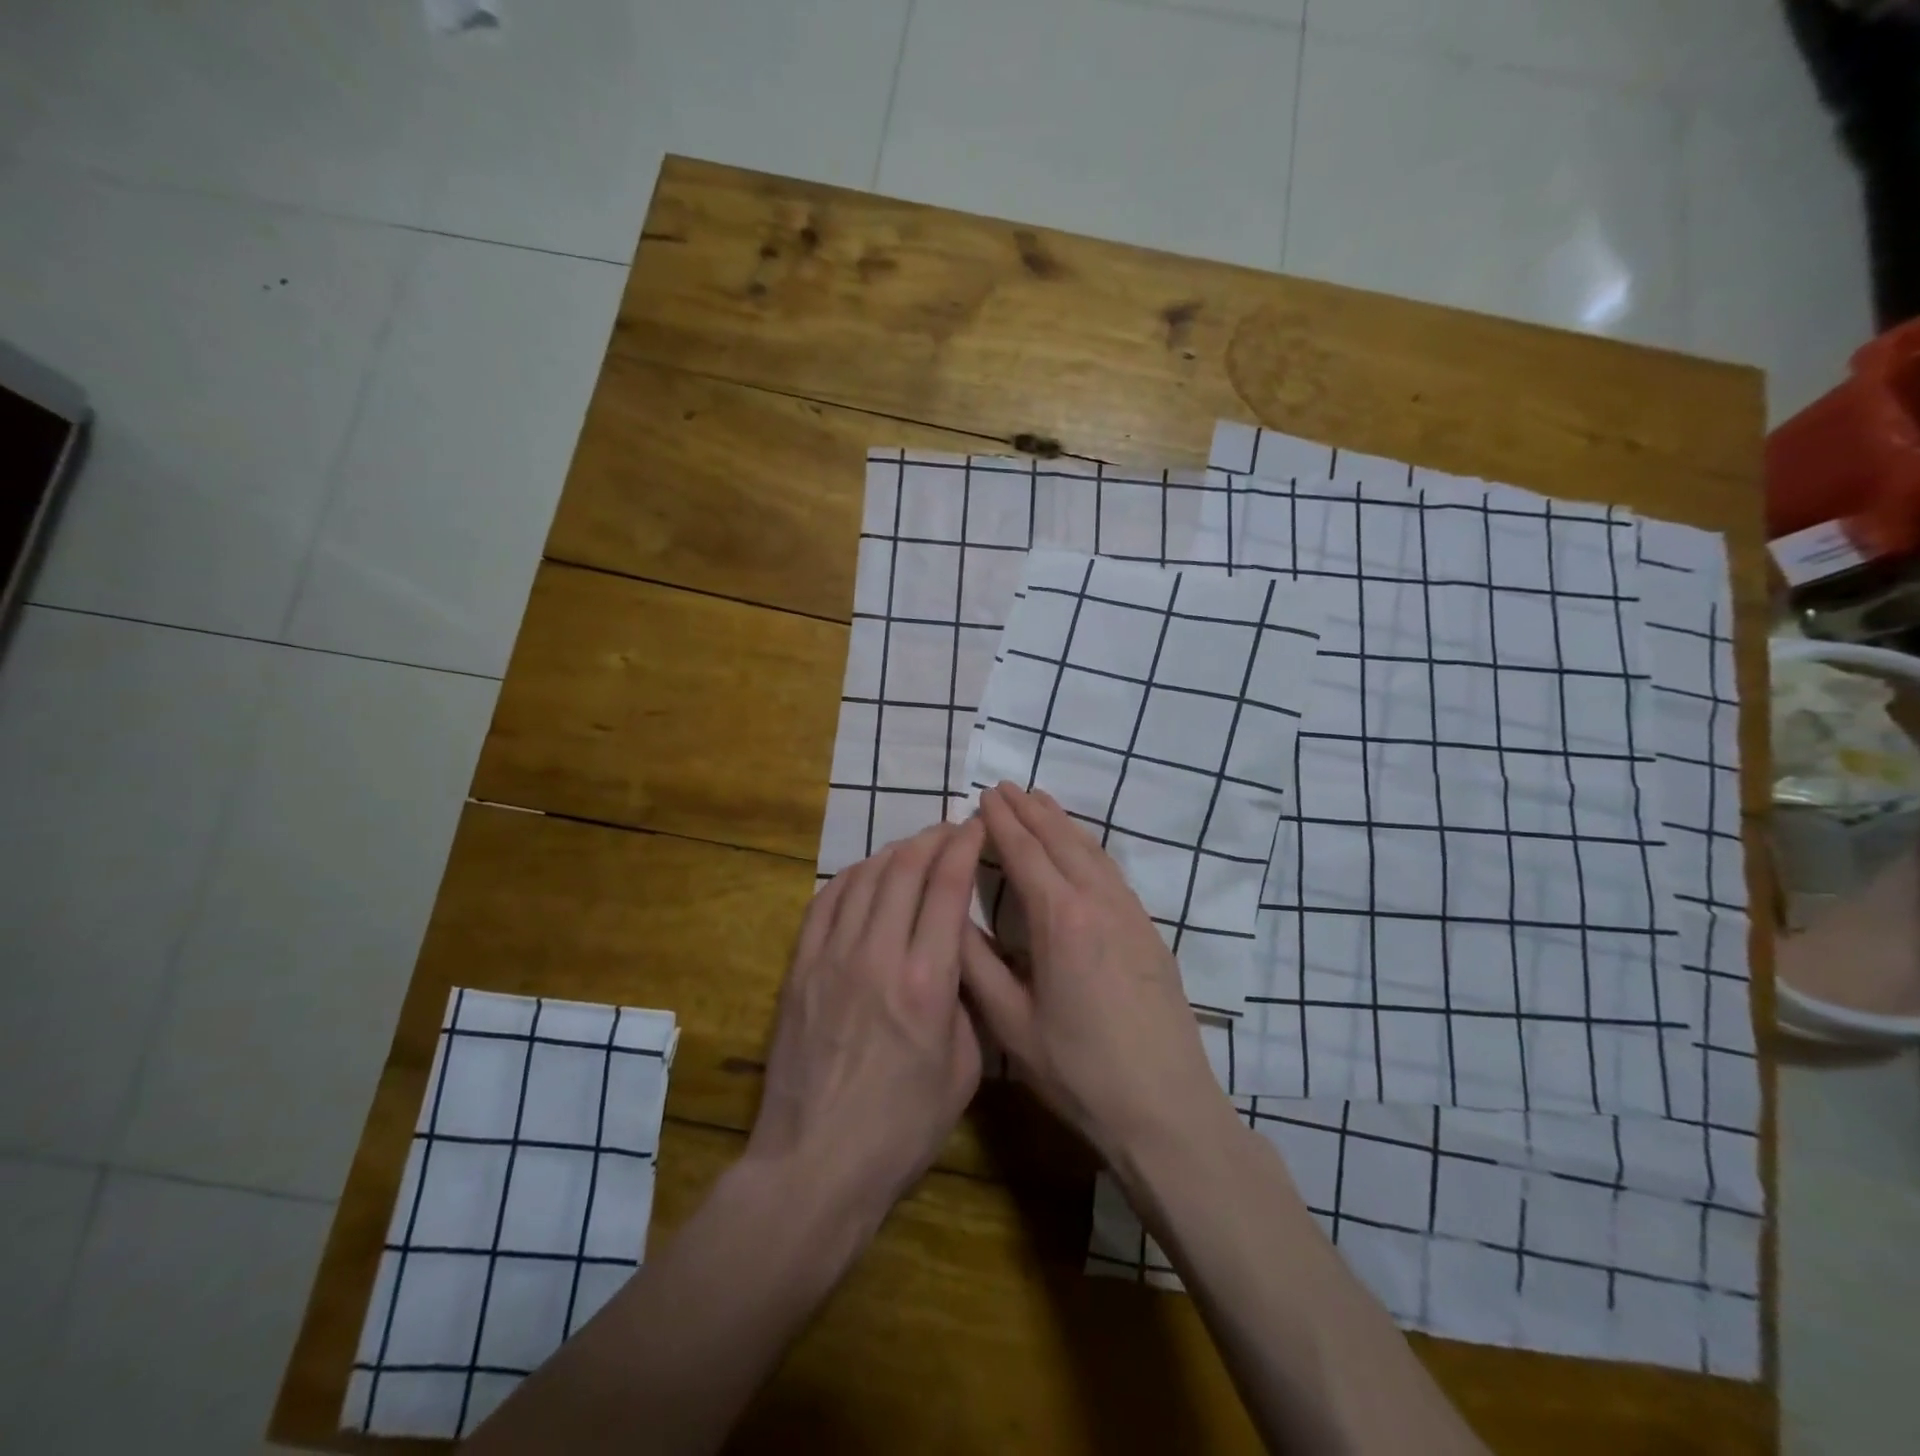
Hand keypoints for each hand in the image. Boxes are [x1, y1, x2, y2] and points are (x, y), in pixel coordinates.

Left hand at [745, 819, 985, 1230]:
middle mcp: (878, 955)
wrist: (815, 1165)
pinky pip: (825, 902)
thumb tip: (956, 960)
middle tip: (949, 831)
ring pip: (864, 877)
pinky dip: (850, 877)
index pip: (947, 887)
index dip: (964, 846)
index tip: (976, 827)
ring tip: (913, 850)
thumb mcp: (964, 1072)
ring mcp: (831, 958)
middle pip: (905, 869)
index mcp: (927, 982)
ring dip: (893, 852)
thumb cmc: (901, 1129)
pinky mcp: (799, 969)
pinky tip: (865, 875)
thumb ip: (965, 1004)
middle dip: (932, 839)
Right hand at [960, 783, 1227, 1167]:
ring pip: (1091, 851)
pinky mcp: (1149, 931)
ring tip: (1040, 801)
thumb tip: (947, 916)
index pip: (1024, 852)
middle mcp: (1098, 902)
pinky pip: (1112, 871)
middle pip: (1060, 840)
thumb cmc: (1078, 1071)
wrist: (1166, 1109)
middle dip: (1030, 810)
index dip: (1001, 822)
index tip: (983, 795)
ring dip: (1062, 822)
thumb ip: (975, 964)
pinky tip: (1082, 850)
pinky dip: (1088, 847)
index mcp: (1059, 919)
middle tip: (1005, 786)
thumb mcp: (1011, 1024)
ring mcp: (1131, 914)